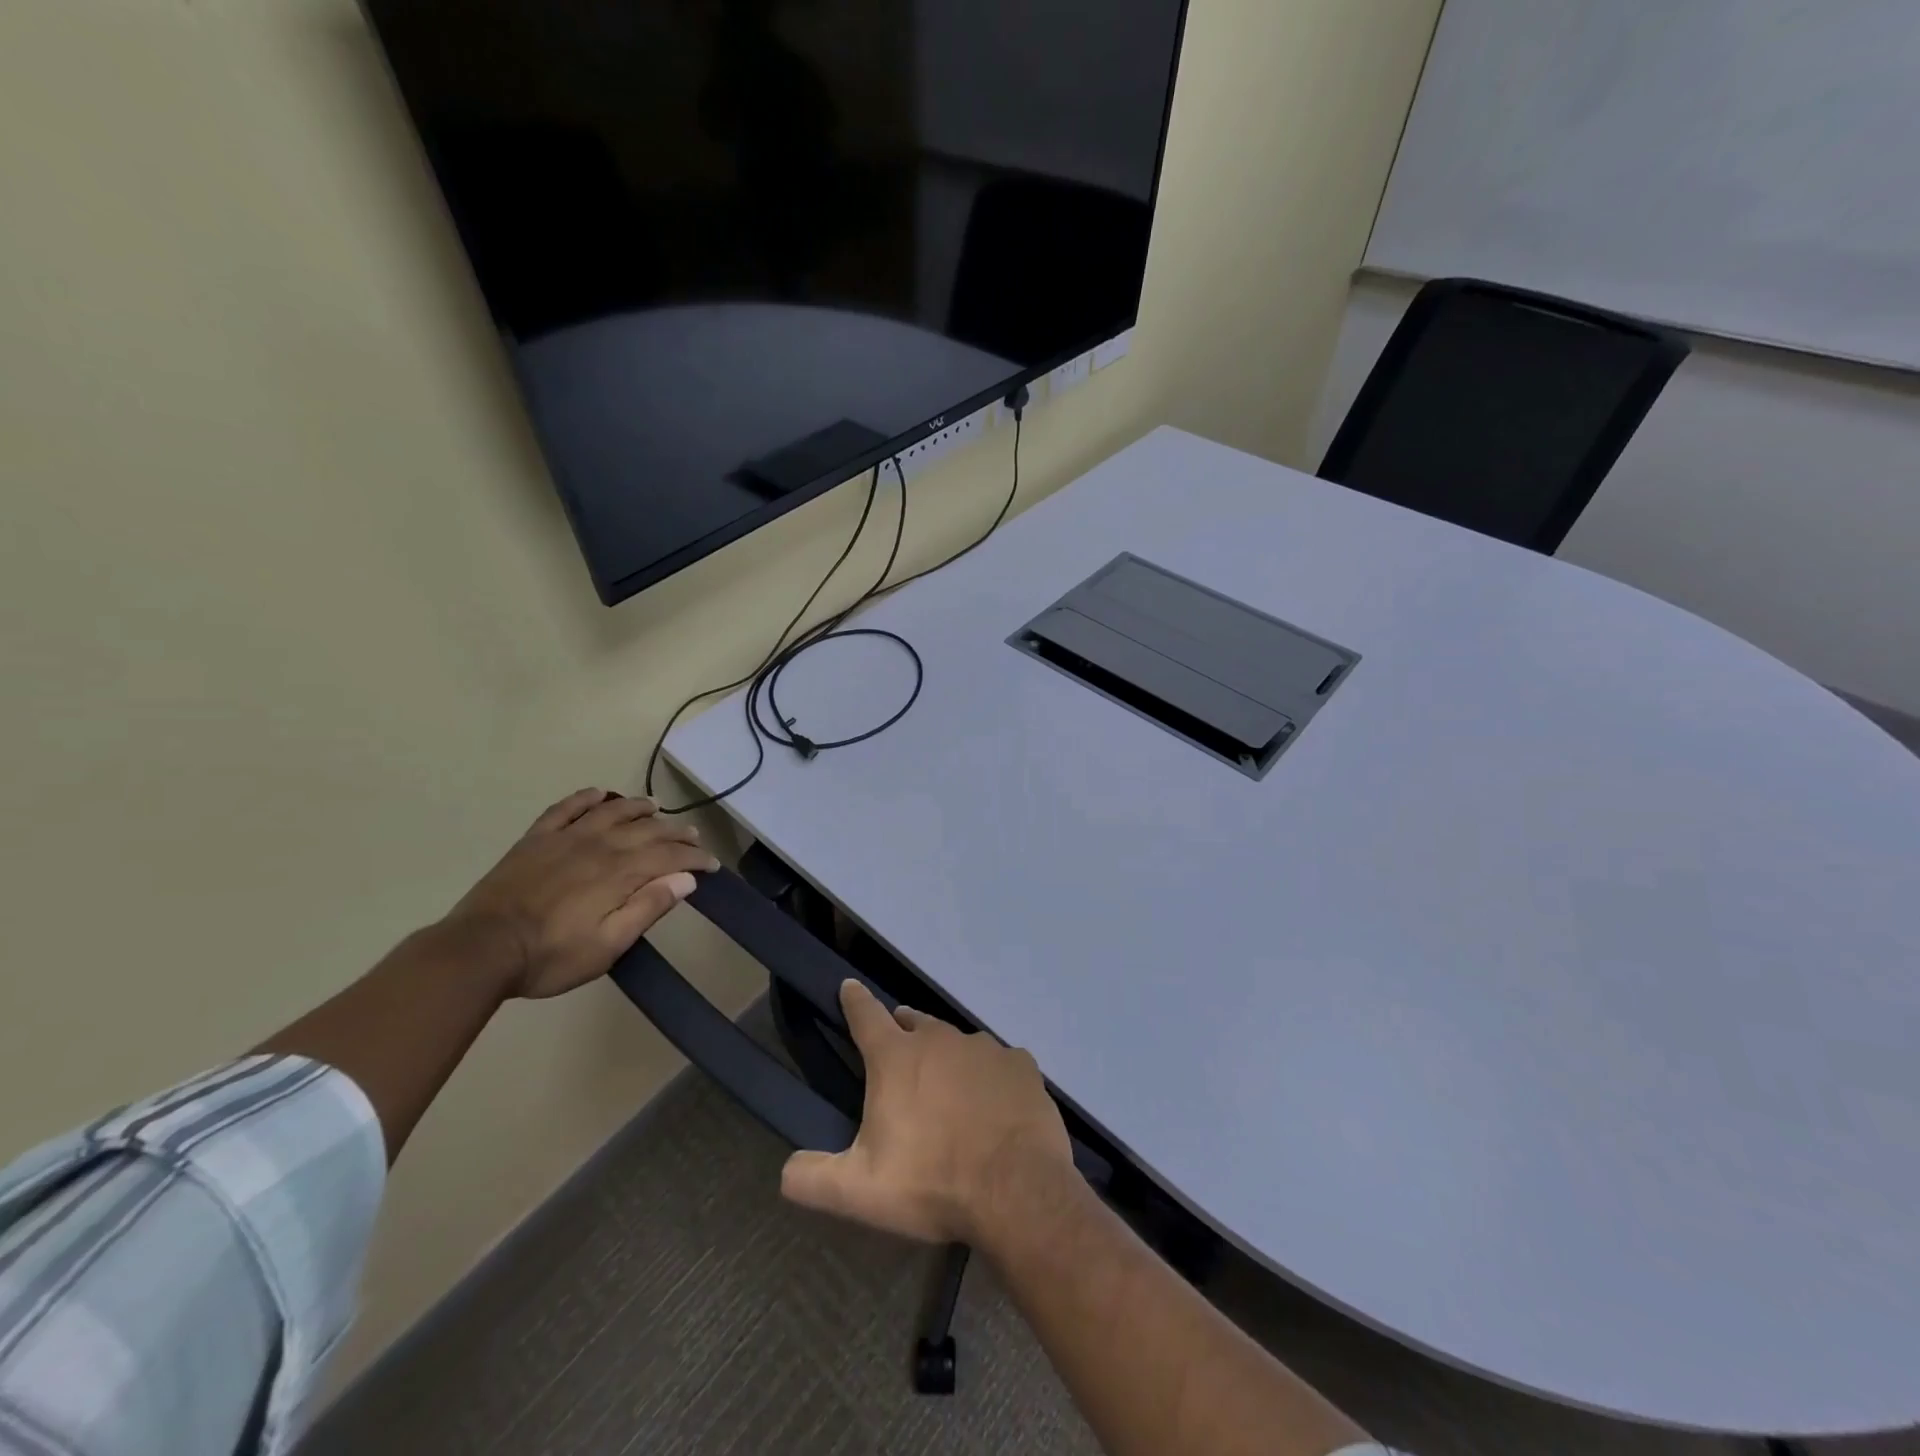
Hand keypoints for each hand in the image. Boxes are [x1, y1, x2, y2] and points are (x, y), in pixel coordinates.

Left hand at [446, 789, 719, 1000]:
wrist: (479, 950)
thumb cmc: (550, 956)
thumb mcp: (608, 946)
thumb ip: (647, 908)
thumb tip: (685, 879)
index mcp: (619, 873)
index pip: (669, 856)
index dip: (694, 858)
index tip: (712, 865)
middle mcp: (599, 845)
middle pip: (647, 829)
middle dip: (675, 832)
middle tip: (693, 836)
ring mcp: (565, 838)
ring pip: (612, 811)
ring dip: (638, 807)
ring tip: (656, 806)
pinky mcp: (536, 839)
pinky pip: (566, 808)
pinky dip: (586, 798)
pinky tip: (599, 794)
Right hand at [780, 980, 1073, 1244]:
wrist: (1017, 1191)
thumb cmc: (932, 1184)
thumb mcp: (859, 1191)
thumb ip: (813, 1178)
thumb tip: (786, 1170)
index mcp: (897, 1058)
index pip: (866, 1015)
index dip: (855, 1000)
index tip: (849, 986)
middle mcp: (941, 1040)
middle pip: (915, 1023)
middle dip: (903, 1030)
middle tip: (900, 1049)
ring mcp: (986, 1048)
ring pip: (959, 1042)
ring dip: (948, 1056)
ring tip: (948, 1087)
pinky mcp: (1021, 1065)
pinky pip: (999, 1064)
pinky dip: (991, 1077)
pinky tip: (994, 1104)